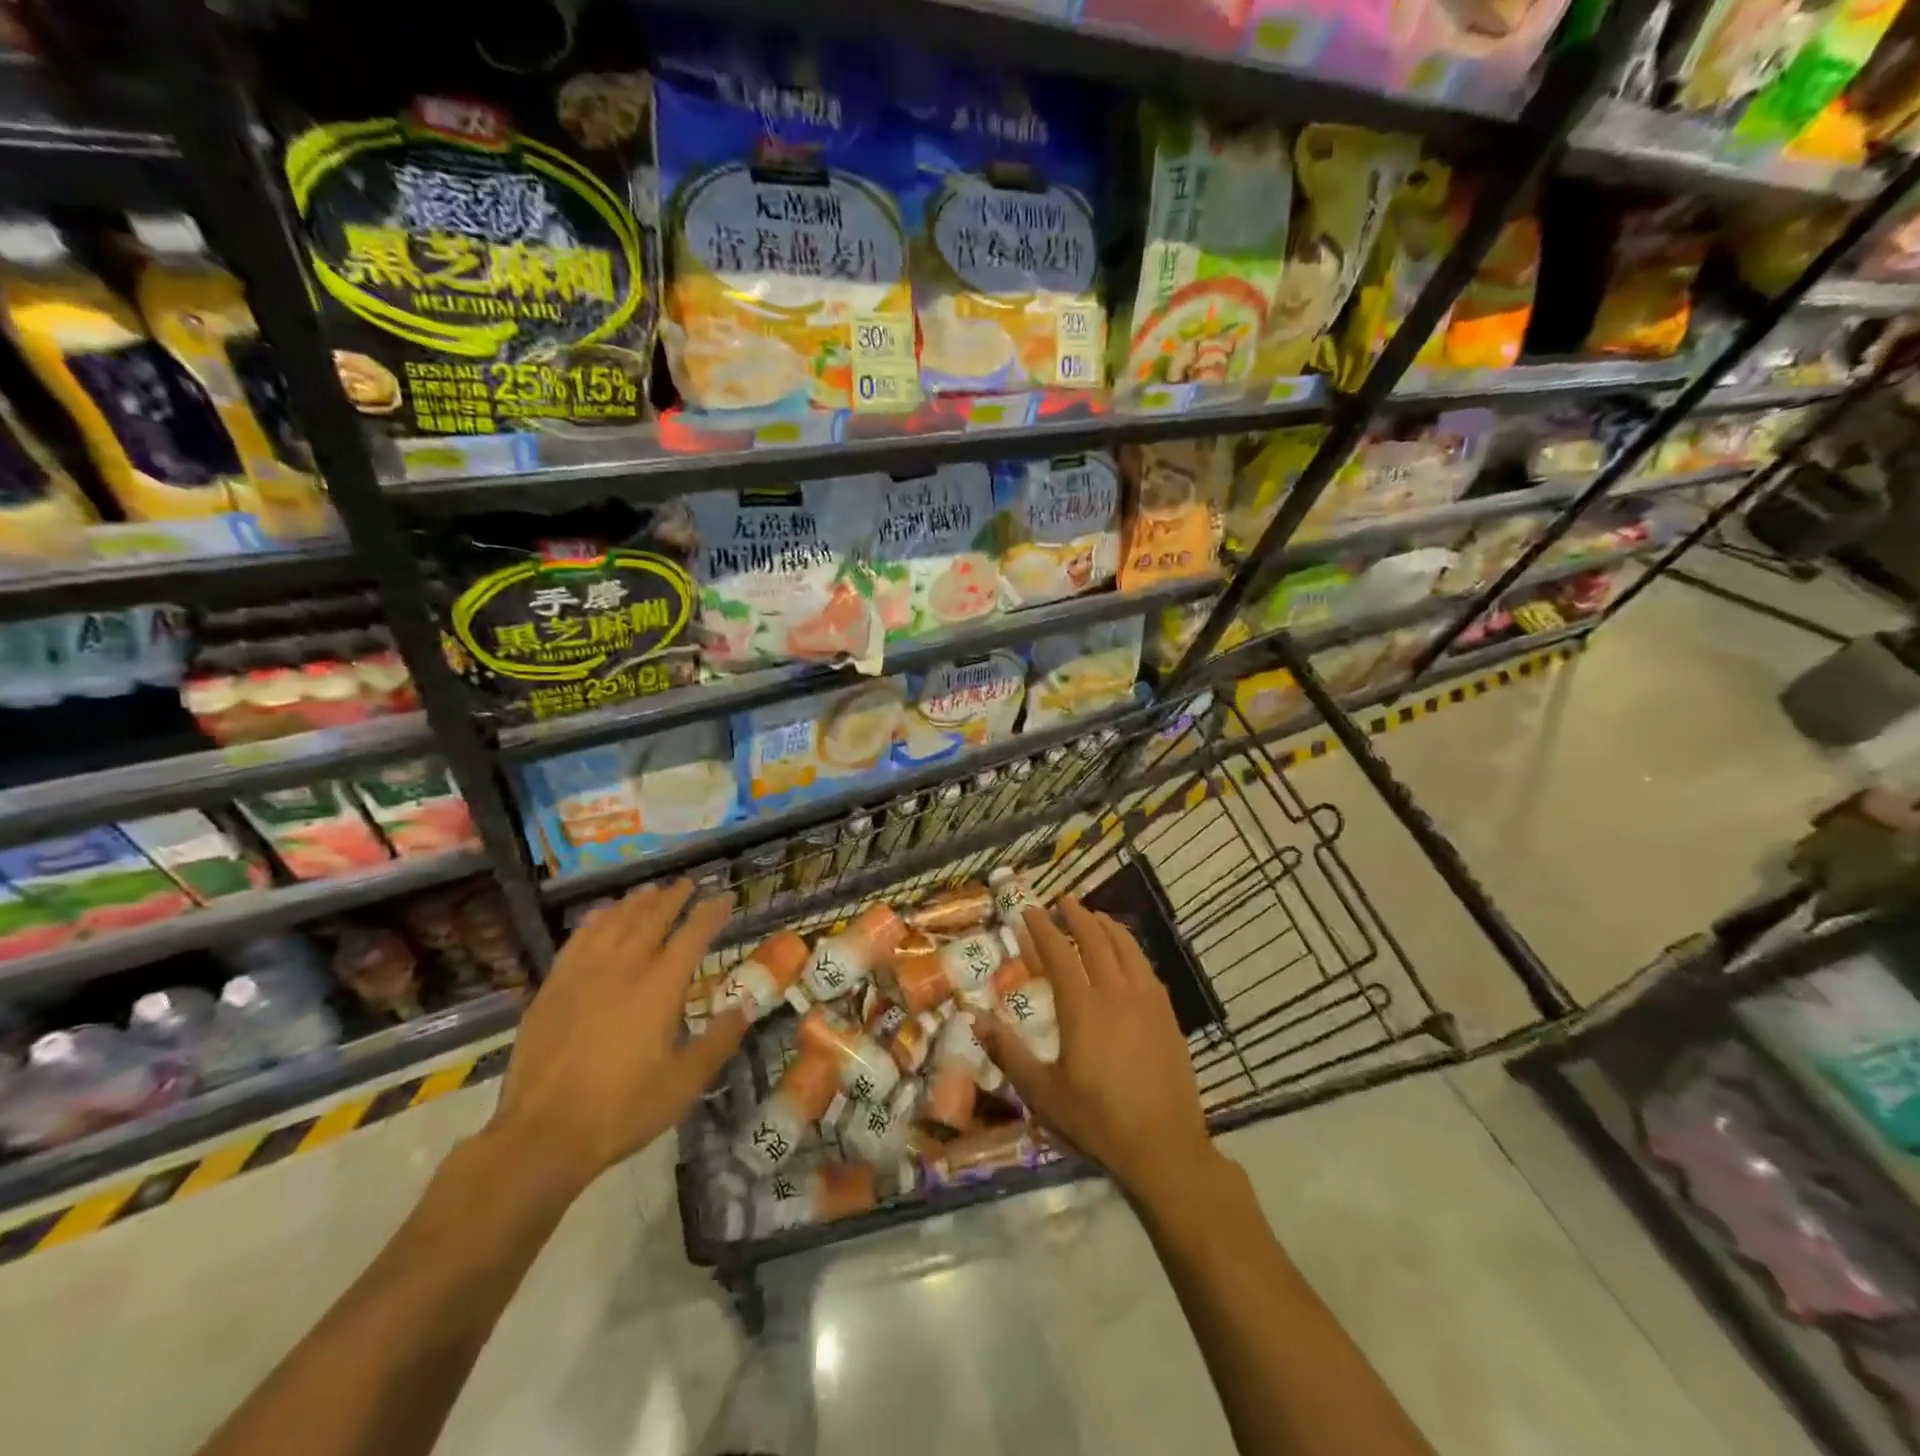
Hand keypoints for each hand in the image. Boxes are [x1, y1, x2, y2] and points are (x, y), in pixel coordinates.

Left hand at [486, 880, 745, 1196]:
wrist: (542, 1136)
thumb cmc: (623, 1109)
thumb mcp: (685, 1082)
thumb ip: (719, 1040)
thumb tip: (745, 1006)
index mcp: (660, 987)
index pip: (692, 935)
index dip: (711, 913)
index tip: (724, 898)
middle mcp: (623, 968)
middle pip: (651, 918)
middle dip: (673, 898)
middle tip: (687, 884)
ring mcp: (583, 975)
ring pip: (614, 922)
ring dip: (636, 903)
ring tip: (650, 891)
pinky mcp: (552, 988)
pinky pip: (578, 940)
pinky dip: (595, 921)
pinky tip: (602, 916)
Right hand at [974, 896, 1220, 1205]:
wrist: (1163, 1147)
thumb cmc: (1096, 1120)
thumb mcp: (1041, 1092)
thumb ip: (1007, 1052)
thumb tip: (974, 1018)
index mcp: (1082, 1007)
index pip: (1058, 953)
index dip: (1042, 928)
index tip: (1029, 910)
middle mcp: (1115, 993)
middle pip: (1096, 940)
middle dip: (1077, 915)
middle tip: (1063, 900)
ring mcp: (1147, 1001)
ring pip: (1127, 948)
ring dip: (1108, 926)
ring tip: (1095, 916)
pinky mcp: (1168, 1015)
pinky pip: (1147, 968)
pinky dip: (1132, 950)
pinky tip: (1128, 956)